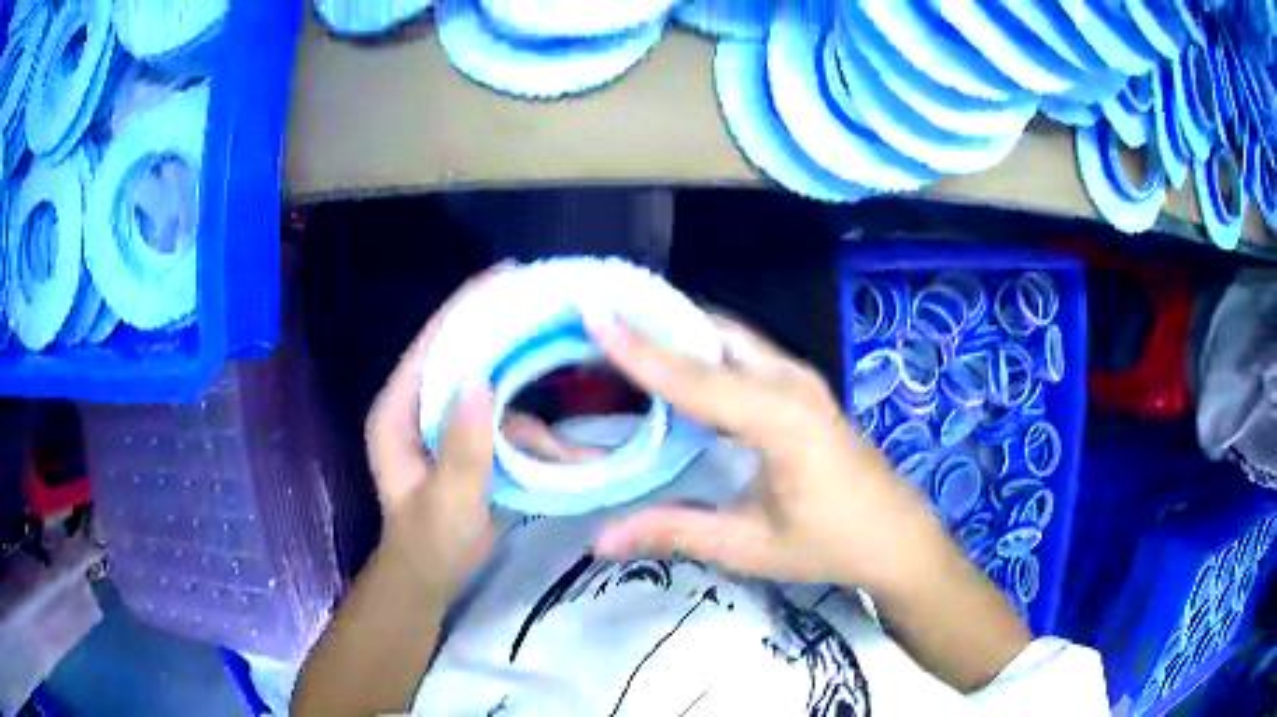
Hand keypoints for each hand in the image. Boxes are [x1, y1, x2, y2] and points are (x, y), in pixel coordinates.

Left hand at [366, 267, 602, 600]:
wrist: (433, 577)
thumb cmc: (431, 543)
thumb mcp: (449, 501)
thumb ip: (464, 448)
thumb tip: (479, 380)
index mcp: (398, 412)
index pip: (431, 346)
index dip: (466, 307)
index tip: (507, 274)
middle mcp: (418, 408)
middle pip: (465, 359)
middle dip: (509, 343)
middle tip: (552, 316)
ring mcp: (445, 425)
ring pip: (494, 399)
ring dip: (533, 422)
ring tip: (567, 447)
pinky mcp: (468, 442)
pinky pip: (506, 427)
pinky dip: (536, 443)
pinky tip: (566, 462)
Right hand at [586, 311, 953, 595]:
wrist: (897, 536)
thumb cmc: (830, 543)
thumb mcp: (749, 545)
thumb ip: (675, 532)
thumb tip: (600, 538)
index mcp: (782, 420)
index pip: (698, 378)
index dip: (641, 348)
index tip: (595, 313)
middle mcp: (791, 382)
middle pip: (714, 335)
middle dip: (655, 322)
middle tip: (597, 319)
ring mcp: (800, 378)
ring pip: (728, 336)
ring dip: (677, 330)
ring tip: (622, 331)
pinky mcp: (801, 386)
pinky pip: (741, 352)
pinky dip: (700, 347)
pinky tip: (673, 362)